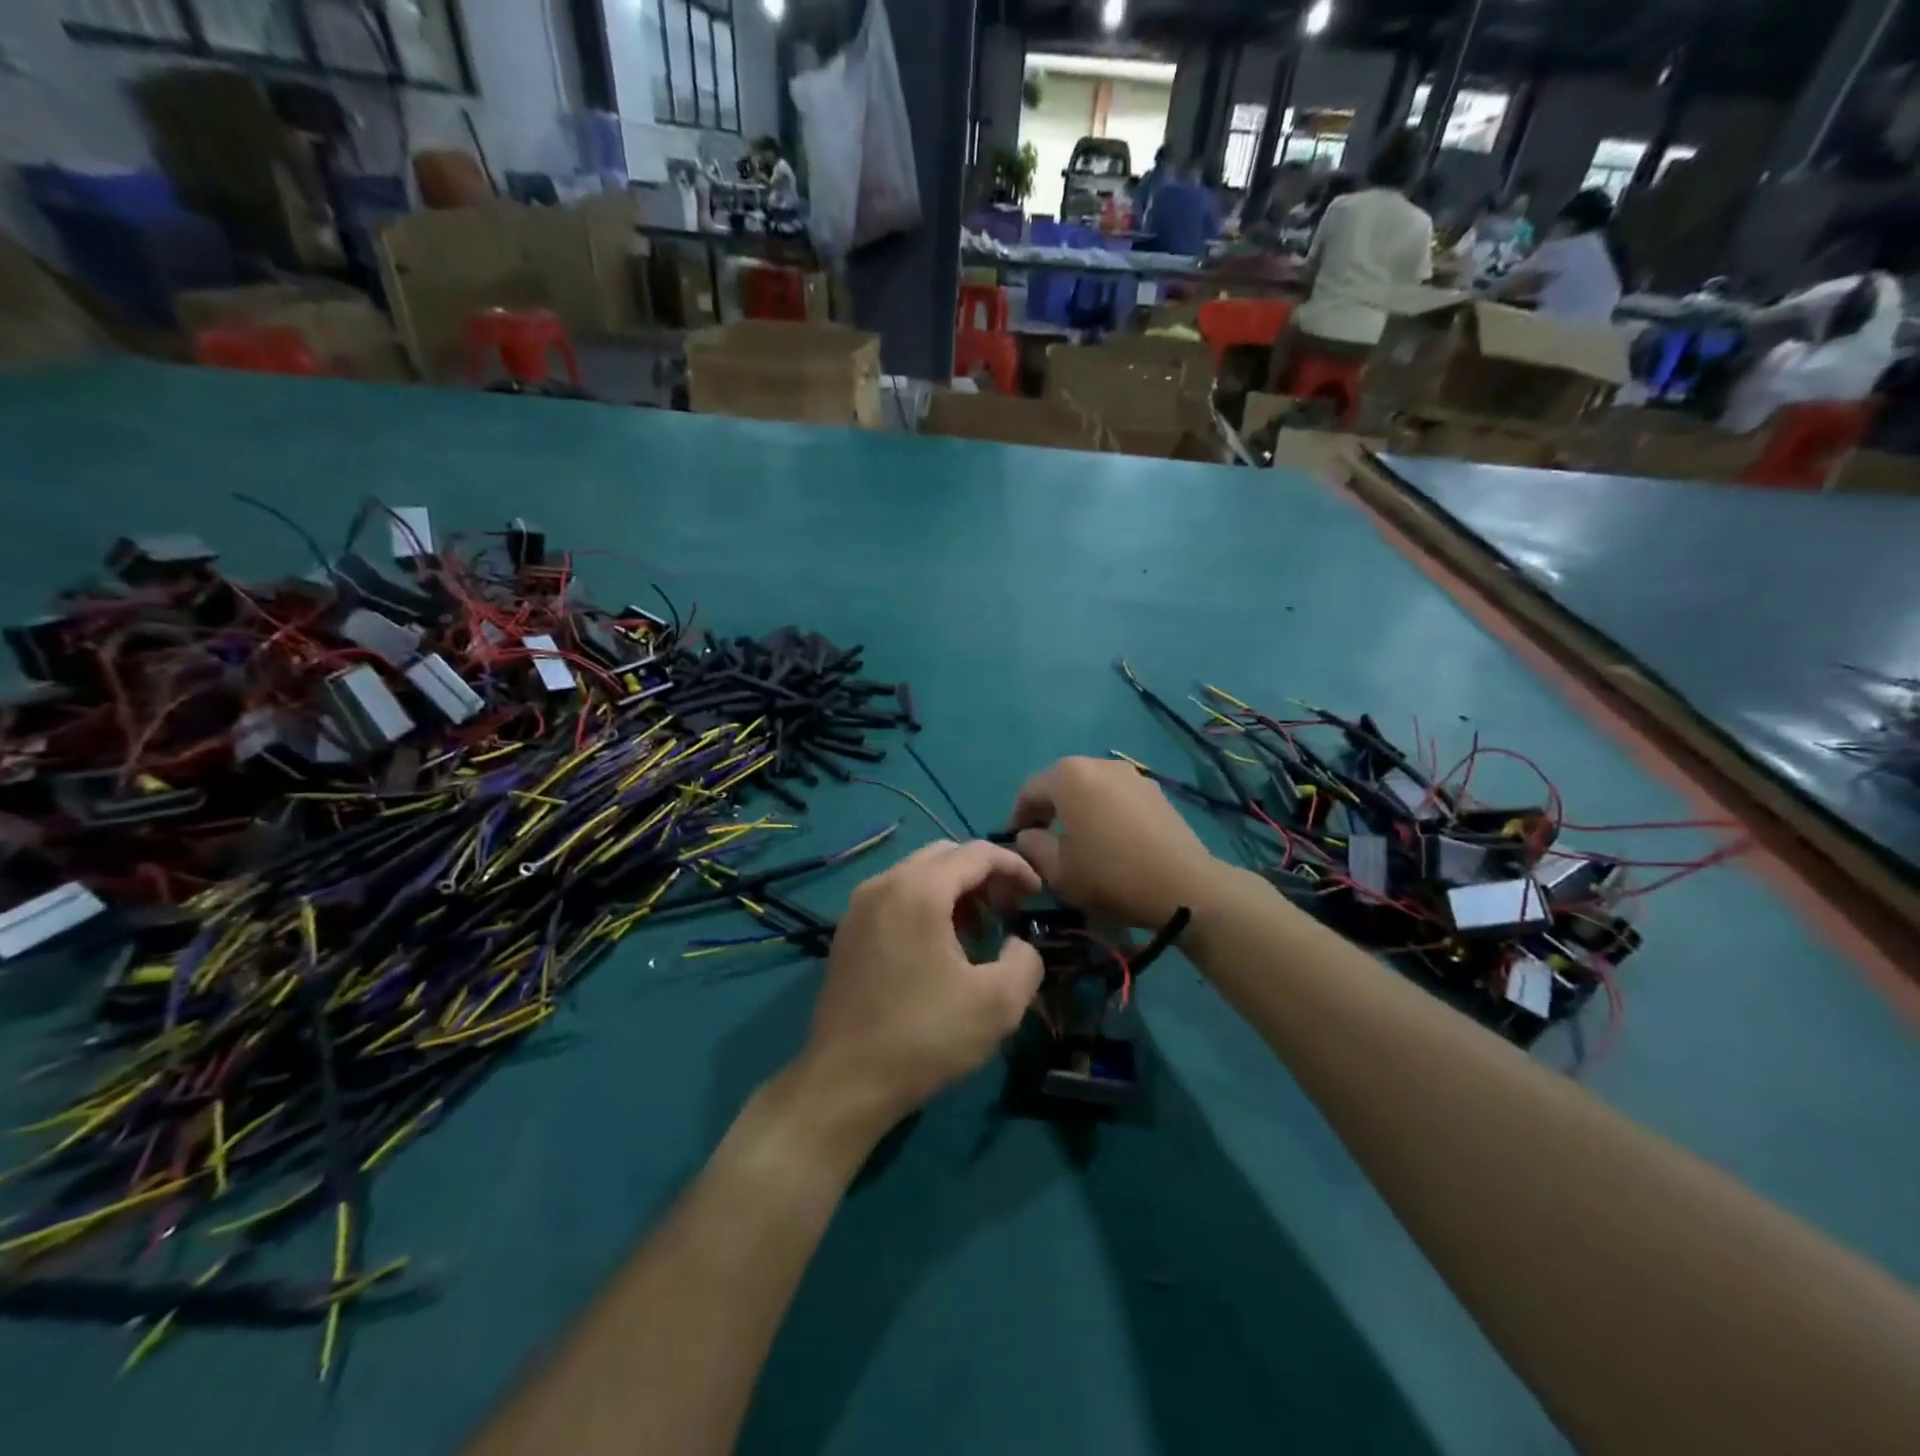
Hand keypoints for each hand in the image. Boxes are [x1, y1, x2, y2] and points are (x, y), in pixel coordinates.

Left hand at [801, 841, 1043, 1131]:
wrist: (845, 1083)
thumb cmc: (925, 1036)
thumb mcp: (998, 1003)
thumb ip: (1025, 961)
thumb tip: (1018, 944)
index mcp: (918, 890)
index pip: (976, 853)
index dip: (1014, 866)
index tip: (1038, 894)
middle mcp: (883, 884)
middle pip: (945, 856)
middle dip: (984, 875)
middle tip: (1009, 910)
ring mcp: (858, 907)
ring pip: (918, 875)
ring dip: (955, 891)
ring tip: (979, 933)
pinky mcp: (847, 933)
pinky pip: (896, 898)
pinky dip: (927, 906)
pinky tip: (940, 949)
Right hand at [1009, 757, 1219, 929]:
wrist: (1183, 886)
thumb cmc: (1110, 875)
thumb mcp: (1057, 870)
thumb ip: (1032, 846)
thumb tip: (1028, 835)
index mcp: (1069, 776)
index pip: (1029, 791)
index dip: (1017, 817)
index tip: (1014, 843)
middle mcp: (1098, 764)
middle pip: (1060, 784)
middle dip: (1047, 810)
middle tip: (1042, 841)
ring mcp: (1131, 774)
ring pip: (1090, 789)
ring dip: (1077, 810)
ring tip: (1077, 841)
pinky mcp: (1154, 791)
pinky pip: (1116, 796)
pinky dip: (1104, 812)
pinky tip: (1109, 841)